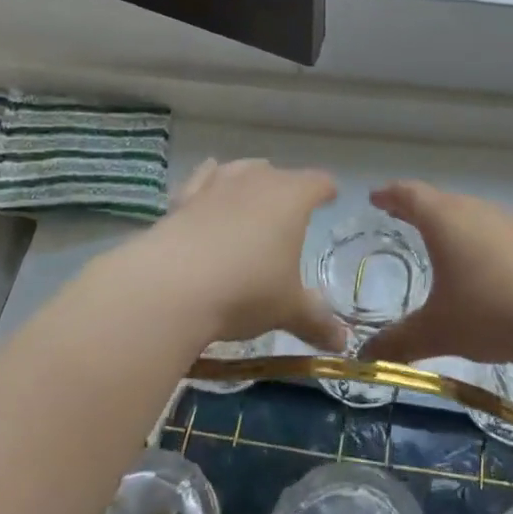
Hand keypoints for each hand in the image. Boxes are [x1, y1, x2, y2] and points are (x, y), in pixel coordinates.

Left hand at [119, 158, 346, 352]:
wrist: (171, 286)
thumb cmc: (246, 290)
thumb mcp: (286, 309)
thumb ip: (316, 321)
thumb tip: (341, 343)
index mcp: (292, 198)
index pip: (318, 183)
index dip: (326, 190)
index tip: (331, 197)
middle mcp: (256, 181)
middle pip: (279, 173)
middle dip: (287, 188)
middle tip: (291, 210)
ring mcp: (216, 186)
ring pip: (240, 170)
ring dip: (249, 179)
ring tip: (252, 194)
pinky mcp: (182, 200)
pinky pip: (201, 181)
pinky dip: (208, 183)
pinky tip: (206, 190)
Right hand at [358, 181, 512, 369]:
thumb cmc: (492, 312)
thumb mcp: (439, 331)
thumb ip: (398, 342)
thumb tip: (363, 358)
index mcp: (445, 220)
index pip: (410, 194)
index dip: (390, 194)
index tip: (375, 197)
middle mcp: (477, 211)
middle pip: (440, 199)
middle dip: (417, 206)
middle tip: (399, 215)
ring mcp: (510, 223)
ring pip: (470, 212)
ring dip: (450, 220)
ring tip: (438, 237)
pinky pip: (494, 229)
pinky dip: (477, 237)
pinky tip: (481, 262)